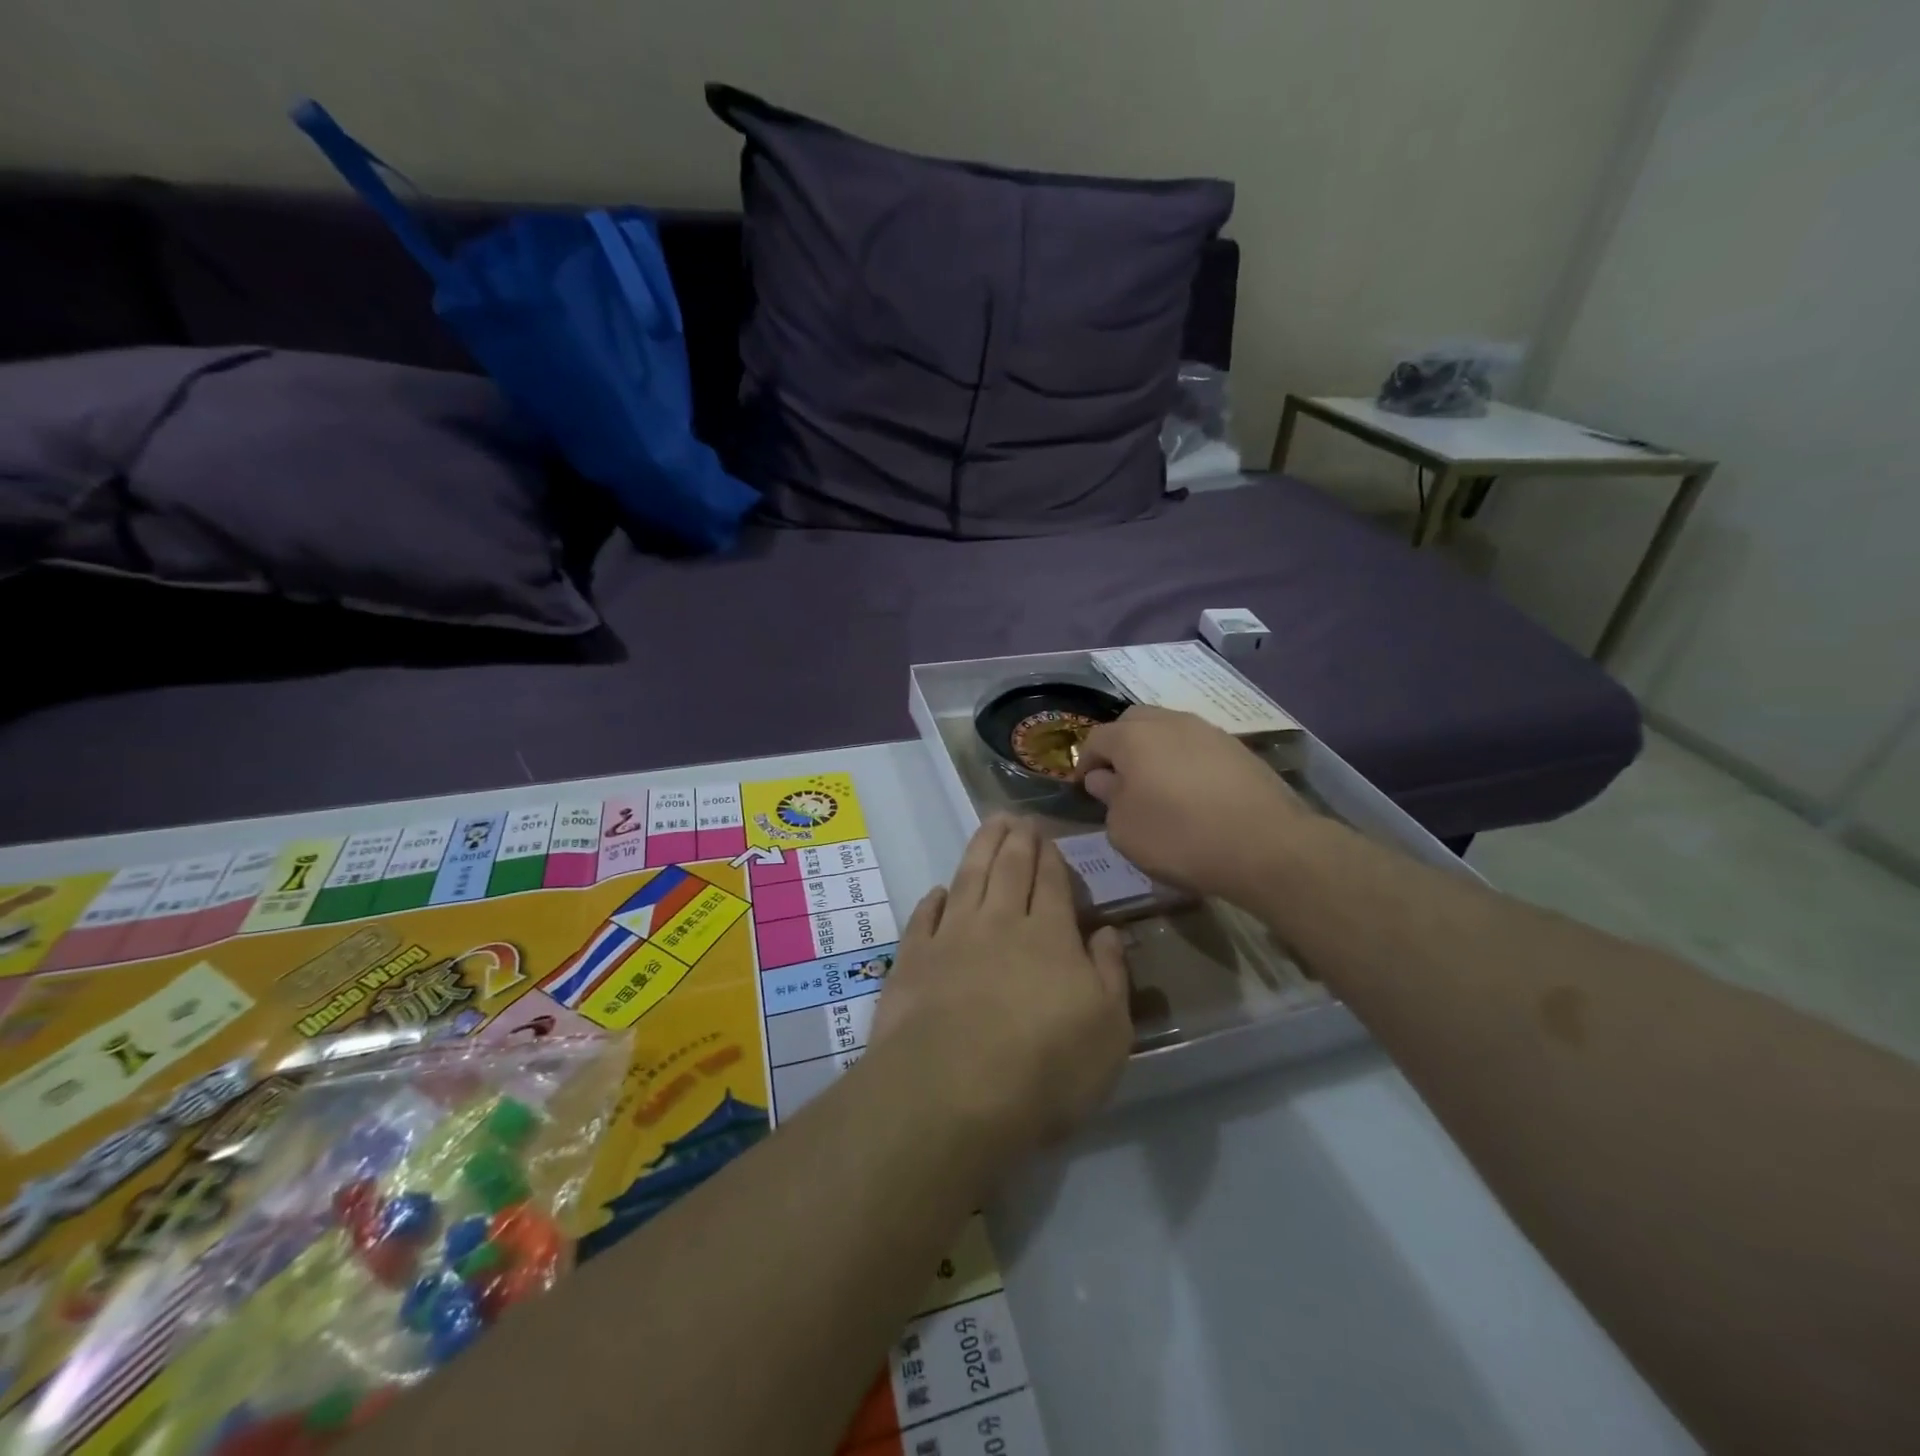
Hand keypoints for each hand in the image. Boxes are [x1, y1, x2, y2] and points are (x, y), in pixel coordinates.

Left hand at [873, 817, 1131, 1158]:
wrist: (952, 1092)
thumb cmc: (1045, 1069)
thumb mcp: (1108, 1031)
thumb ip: (1109, 975)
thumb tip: (1106, 932)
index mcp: (1048, 936)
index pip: (1051, 882)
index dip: (1050, 855)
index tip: (1047, 834)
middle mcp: (999, 923)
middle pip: (1009, 868)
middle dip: (1016, 839)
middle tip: (1017, 817)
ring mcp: (951, 938)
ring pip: (968, 879)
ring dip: (980, 849)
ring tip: (988, 826)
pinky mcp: (912, 960)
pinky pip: (924, 918)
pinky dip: (933, 900)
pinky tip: (938, 890)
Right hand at [1076, 705, 1309, 904]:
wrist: (1267, 845)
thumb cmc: (1180, 837)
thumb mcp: (1125, 829)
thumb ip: (1108, 798)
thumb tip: (1104, 779)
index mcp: (1133, 737)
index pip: (1096, 738)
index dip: (1085, 762)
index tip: (1084, 787)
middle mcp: (1170, 722)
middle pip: (1134, 721)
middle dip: (1120, 746)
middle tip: (1119, 779)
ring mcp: (1209, 731)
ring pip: (1169, 730)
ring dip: (1156, 751)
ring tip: (1158, 786)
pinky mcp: (1239, 749)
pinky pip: (1198, 747)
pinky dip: (1186, 762)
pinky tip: (1193, 793)